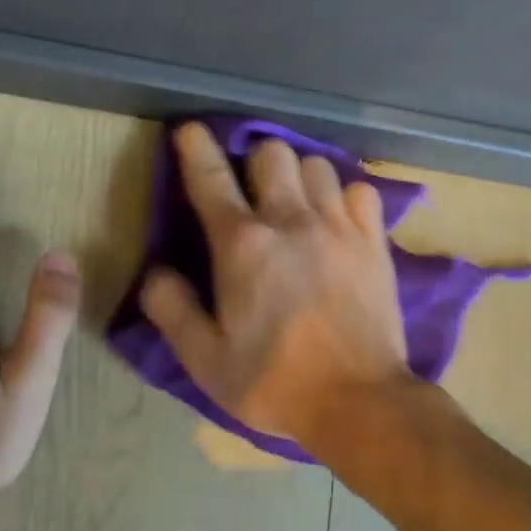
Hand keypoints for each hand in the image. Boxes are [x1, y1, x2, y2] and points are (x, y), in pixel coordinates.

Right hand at [138, 122, 410, 446]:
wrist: (360, 400)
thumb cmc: (274, 382)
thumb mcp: (205, 360)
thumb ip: (172, 310)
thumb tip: (156, 272)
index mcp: (242, 245)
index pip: (210, 178)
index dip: (195, 148)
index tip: (190, 130)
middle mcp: (290, 221)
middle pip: (272, 153)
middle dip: (255, 161)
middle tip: (252, 190)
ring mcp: (338, 226)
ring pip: (317, 164)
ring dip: (300, 176)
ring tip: (297, 203)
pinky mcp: (374, 241)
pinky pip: (361, 190)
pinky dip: (345, 196)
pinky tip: (338, 220)